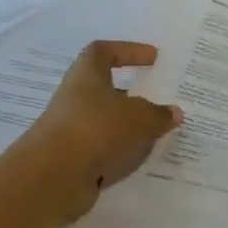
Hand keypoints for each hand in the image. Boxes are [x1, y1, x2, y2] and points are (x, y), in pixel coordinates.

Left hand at [5, 41, 181, 227]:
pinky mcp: (71, 159)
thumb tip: (174, 113)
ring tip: (155, 135)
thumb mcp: (139, 118)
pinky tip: (137, 161)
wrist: (54, 176)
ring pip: (104, 122)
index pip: (103, 51)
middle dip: (132, 96)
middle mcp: (75, 99)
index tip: (152, 58)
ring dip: (127, 127)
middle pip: (104, 90)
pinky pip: (101, 150)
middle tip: (158, 102)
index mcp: (87, 76)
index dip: (128, 51)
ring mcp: (71, 130)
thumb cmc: (97, 129)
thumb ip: (159, 114)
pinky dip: (119, 152)